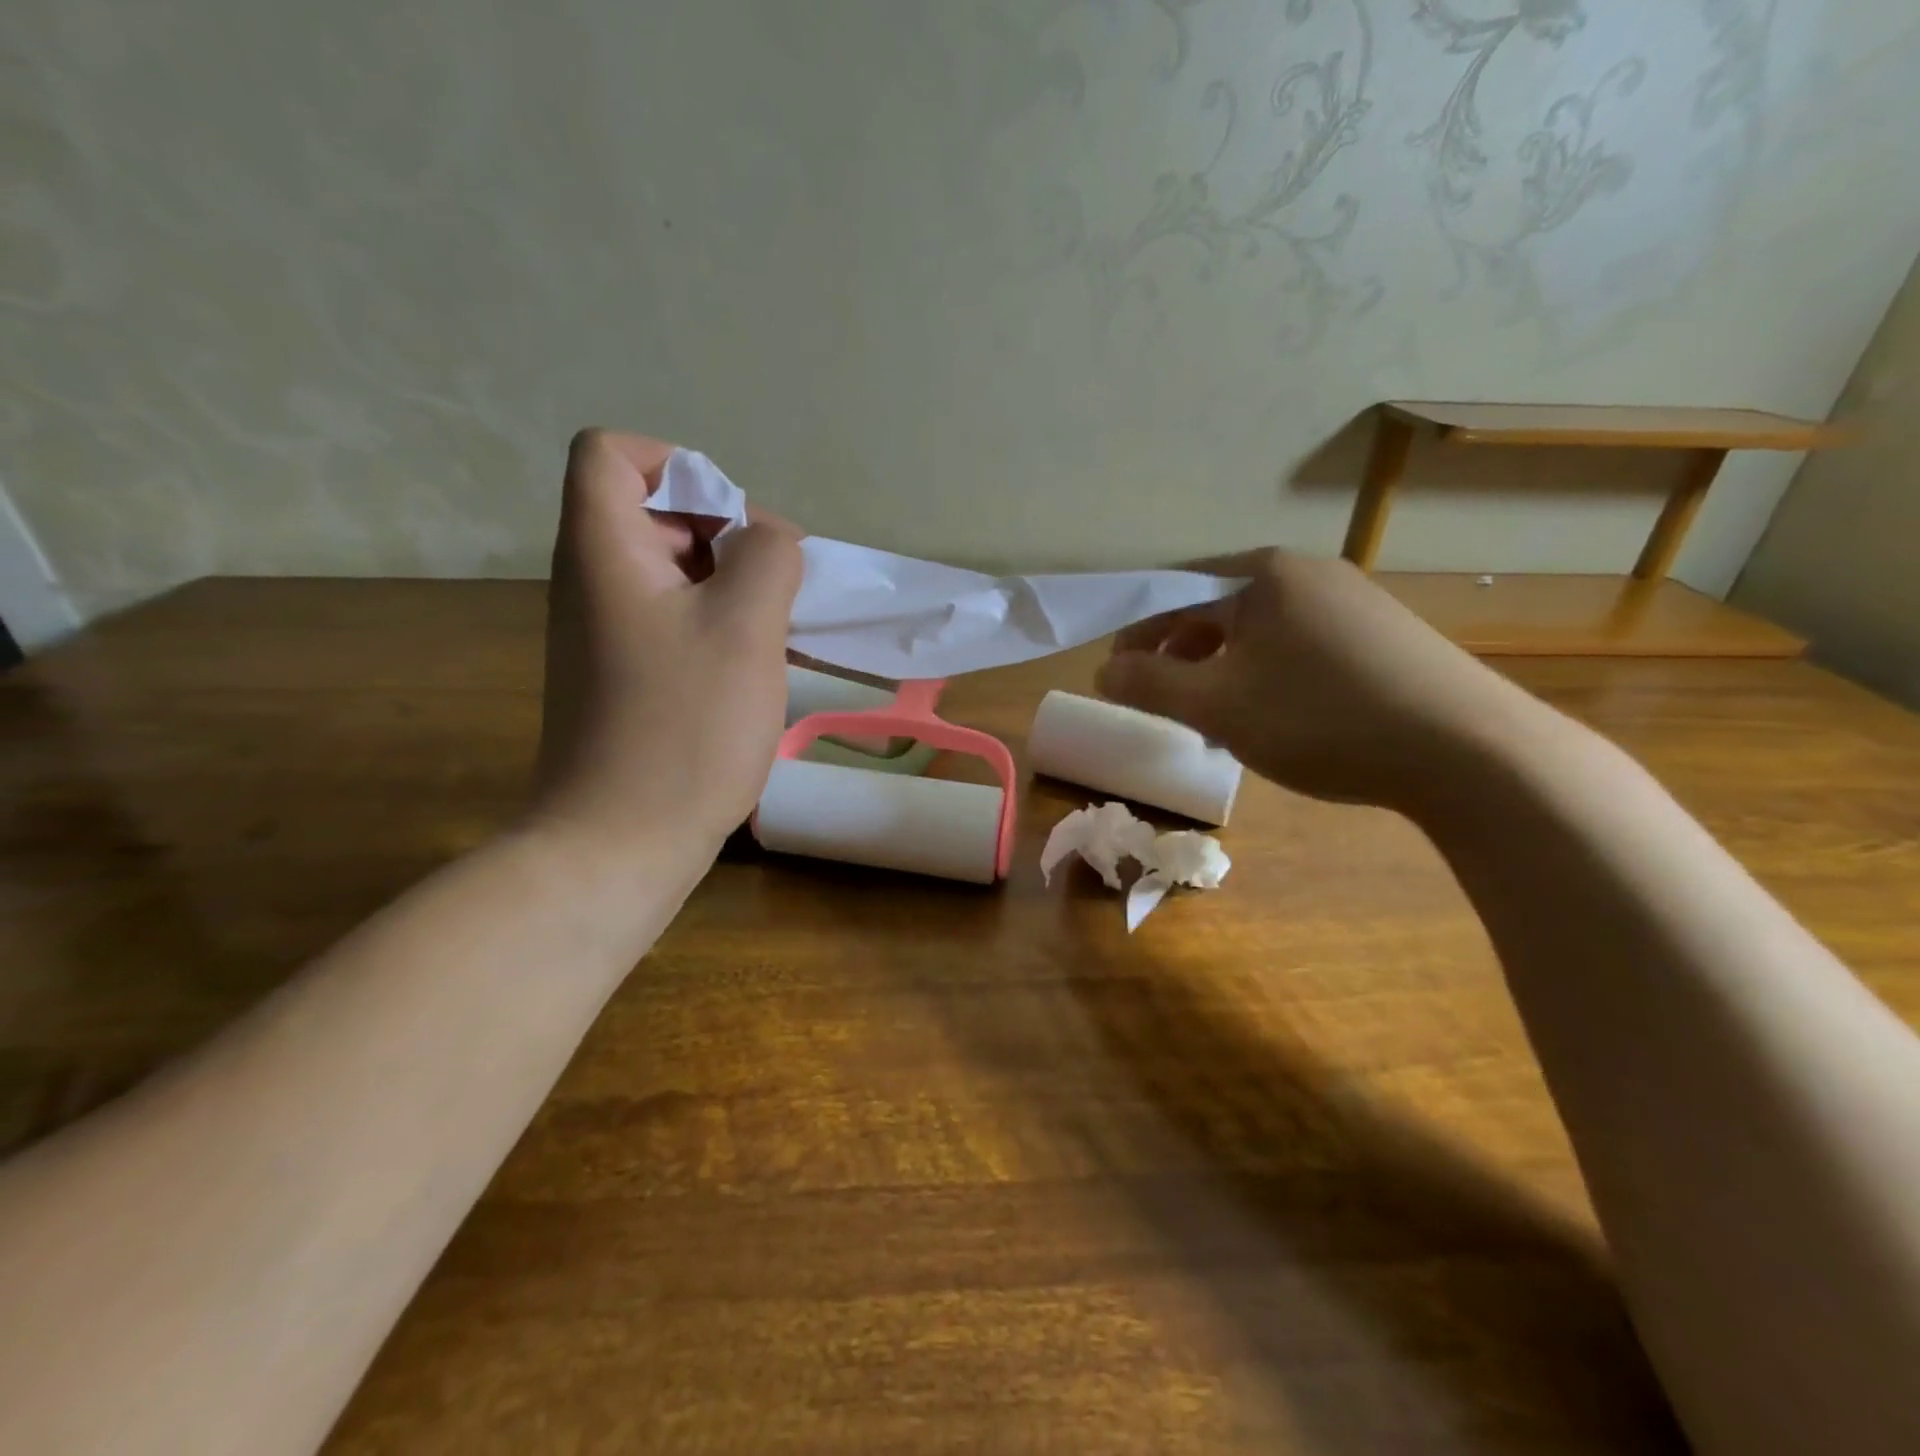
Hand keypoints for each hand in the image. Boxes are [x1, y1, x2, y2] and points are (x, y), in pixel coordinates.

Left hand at [529, 429, 802, 859]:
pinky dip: (723, 627)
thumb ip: (768, 557)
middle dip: (728, 535)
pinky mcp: (629, 678)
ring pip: (677, 573)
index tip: (736, 525)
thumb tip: (768, 541)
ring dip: (736, 587)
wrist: (623, 842)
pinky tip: (763, 666)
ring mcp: (609, 635)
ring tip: (781, 630)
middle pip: (656, 513)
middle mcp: (594, 582)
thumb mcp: (745, 626)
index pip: (612, 454)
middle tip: (778, 588)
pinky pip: (679, 623)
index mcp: (604, 550)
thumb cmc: (684, 727)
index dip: (679, 466)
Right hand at [1096, 550, 1548, 810]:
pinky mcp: (1382, 634)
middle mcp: (1307, 572)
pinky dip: (1265, 675)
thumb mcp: (1217, 705)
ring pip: (1258, 630)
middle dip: (1178, 654)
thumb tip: (1105, 670)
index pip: (1174, 590)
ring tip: (1212, 717)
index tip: (1116, 674)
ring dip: (1220, 668)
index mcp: (1263, 574)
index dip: (1136, 632)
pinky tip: (1272, 716)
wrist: (1468, 750)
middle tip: (1160, 700)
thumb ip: (1149, 684)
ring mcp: (1352, 600)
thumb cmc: (1320, 717)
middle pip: (1217, 608)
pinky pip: (1298, 645)